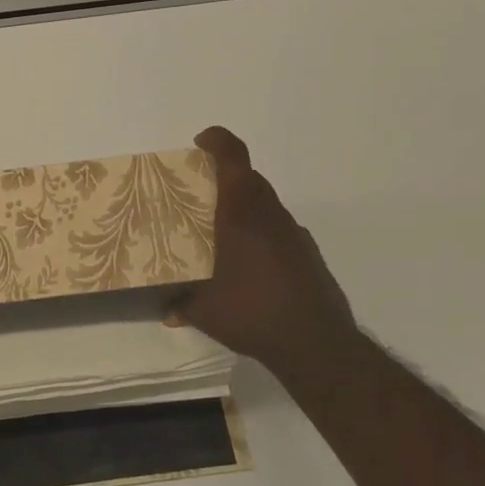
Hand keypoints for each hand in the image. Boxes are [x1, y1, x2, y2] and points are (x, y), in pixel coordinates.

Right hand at [175, 126, 357, 379]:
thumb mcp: (205, 311)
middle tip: (200, 193)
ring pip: (266, 204)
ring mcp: (294, 234)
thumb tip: (167, 310)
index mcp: (241, 214)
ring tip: (222, 234)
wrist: (317, 344)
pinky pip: (279, 229)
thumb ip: (182, 304)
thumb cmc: (252, 313)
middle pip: (249, 178)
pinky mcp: (309, 254)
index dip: (218, 141)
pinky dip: (262, 234)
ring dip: (244, 207)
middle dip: (225, 177)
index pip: (234, 158)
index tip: (200, 142)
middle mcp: (270, 215)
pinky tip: (251, 267)